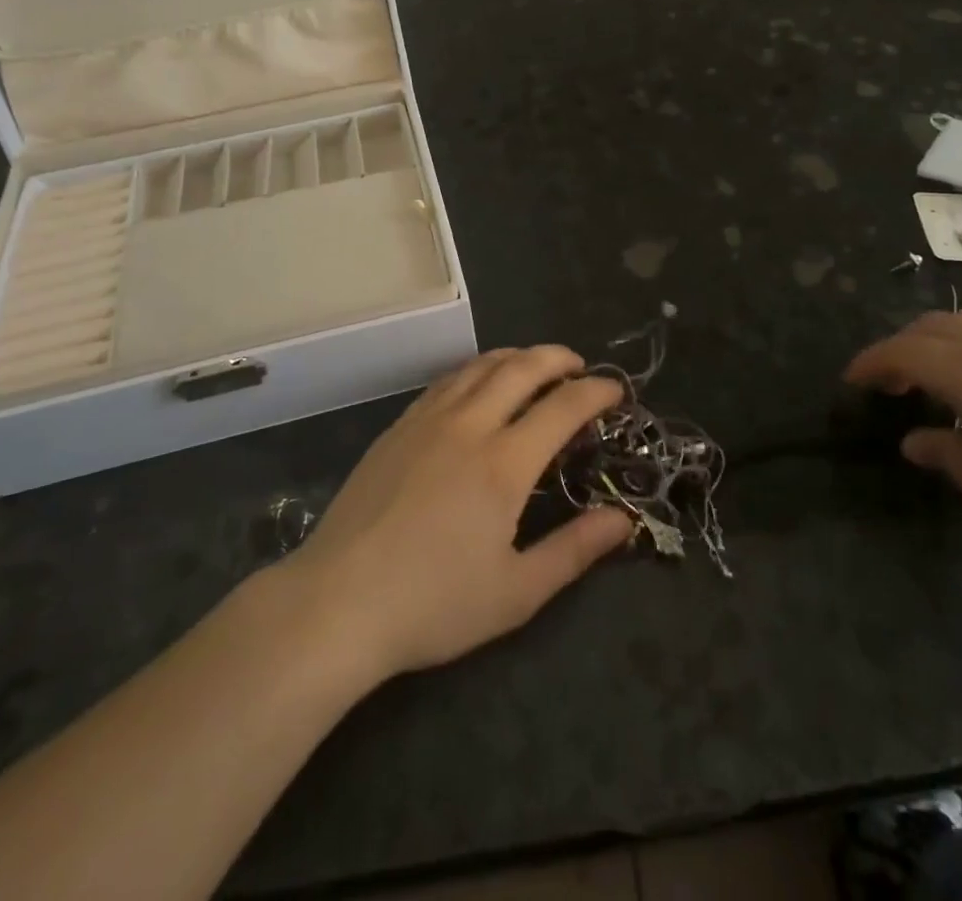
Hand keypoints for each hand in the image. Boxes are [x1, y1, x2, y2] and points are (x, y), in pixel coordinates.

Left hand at [285, 346, 635, 679]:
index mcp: (504, 463)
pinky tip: (478, 385)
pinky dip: (476, 369)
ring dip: (517, 356)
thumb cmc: (433, 604)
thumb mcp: (516, 592)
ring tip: (535, 365)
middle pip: (521, 368)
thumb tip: (623, 519)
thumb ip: (574, 550)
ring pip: (480, 365)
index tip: (616, 392)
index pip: (562, 406)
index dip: (596, 392)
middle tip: (579, 367)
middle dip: (558, 358)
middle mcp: (468, 425)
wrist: (338, 602)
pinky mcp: (398, 427)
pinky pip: (446, 380)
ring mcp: (427, 420)